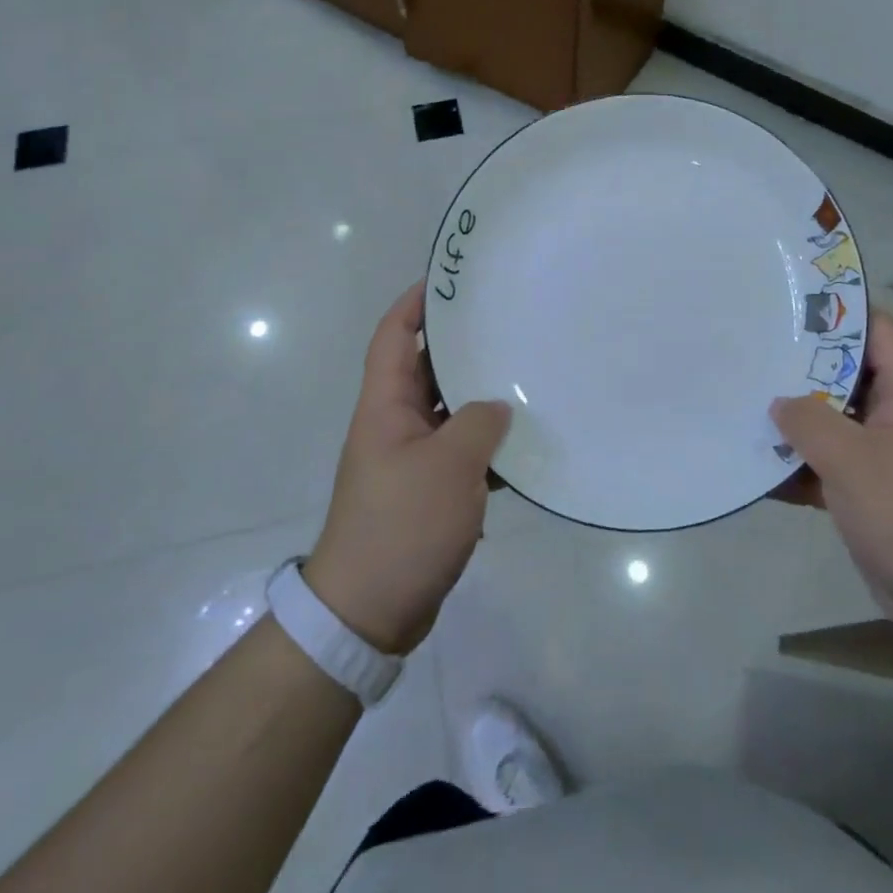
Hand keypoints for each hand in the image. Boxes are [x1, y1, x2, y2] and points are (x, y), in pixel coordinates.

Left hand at [304, 283, 510, 654]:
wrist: (368, 611)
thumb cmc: (402, 526)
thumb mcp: (448, 467)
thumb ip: (478, 424)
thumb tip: (497, 407)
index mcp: (384, 408)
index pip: (393, 338)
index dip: (414, 305)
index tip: (447, 281)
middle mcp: (394, 426)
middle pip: (425, 372)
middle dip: (459, 348)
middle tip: (505, 326)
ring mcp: (410, 461)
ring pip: (448, 413)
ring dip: (479, 399)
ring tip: (524, 378)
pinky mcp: (427, 493)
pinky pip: (459, 453)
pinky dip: (486, 446)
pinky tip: (522, 446)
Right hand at [771, 310, 892, 634]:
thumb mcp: (853, 460)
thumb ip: (809, 422)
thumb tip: (778, 403)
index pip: (879, 332)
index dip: (841, 311)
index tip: (792, 302)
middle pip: (847, 375)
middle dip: (801, 367)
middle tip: (753, 351)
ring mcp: (883, 457)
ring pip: (833, 423)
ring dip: (794, 421)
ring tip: (743, 402)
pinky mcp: (870, 494)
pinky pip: (827, 466)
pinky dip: (798, 466)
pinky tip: (755, 467)